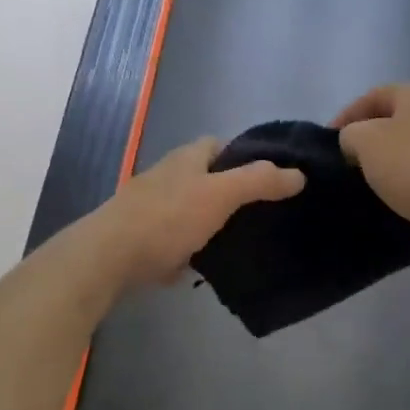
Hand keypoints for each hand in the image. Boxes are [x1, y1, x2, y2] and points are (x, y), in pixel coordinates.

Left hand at [86, 136, 304, 290]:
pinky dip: (195, 249)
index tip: (271, 177)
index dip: (245, 155)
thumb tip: (299, 174)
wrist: (110, 257)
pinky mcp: (145, 240)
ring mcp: (153, 209)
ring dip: (214, 222)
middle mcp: (167, 177)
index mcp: (186, 158)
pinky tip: (213, 265)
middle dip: (232, 191)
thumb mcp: (220, 194)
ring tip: (247, 240)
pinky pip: (179, 240)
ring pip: (193, 210)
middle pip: (206, 178)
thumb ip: (259, 181)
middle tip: (265, 213)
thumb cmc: (167, 218)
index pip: (219, 144)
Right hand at [333, 84, 409, 250]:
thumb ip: (351, 135)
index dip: (346, 116)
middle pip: (395, 120)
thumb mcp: (366, 143)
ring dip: (391, 161)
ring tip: (371, 182)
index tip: (329, 143)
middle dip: (371, 139)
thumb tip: (355, 141)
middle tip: (348, 162)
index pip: (373, 96)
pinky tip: (400, 197)